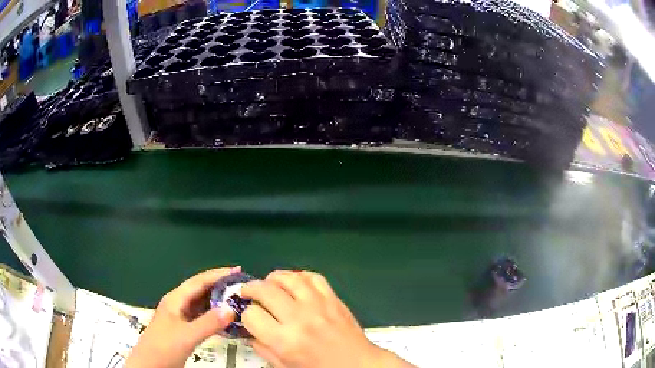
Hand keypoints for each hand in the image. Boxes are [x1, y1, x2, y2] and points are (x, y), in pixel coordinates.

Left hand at [125, 267, 239, 367]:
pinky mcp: (184, 329)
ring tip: (239, 302)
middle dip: (220, 286)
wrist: (150, 365)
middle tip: (243, 287)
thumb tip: (231, 308)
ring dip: (219, 302)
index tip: (238, 271)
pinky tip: (227, 322)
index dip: (217, 275)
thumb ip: (208, 323)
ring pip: (202, 305)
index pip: (198, 281)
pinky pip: (203, 318)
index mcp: (175, 300)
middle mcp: (178, 305)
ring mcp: (181, 318)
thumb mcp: (186, 336)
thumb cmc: (164, 347)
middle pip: (201, 291)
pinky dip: (215, 317)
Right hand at [241, 271, 413, 367]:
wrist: (358, 365)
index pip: (251, 315)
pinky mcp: (334, 299)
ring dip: (272, 278)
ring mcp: (318, 305)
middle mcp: (299, 319)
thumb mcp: (285, 367)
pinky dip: (299, 276)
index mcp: (285, 341)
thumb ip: (263, 349)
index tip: (249, 317)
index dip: (246, 315)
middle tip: (247, 293)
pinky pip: (313, 277)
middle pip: (265, 290)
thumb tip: (250, 331)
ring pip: (288, 278)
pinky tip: (294, 283)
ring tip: (268, 284)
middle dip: (250, 289)